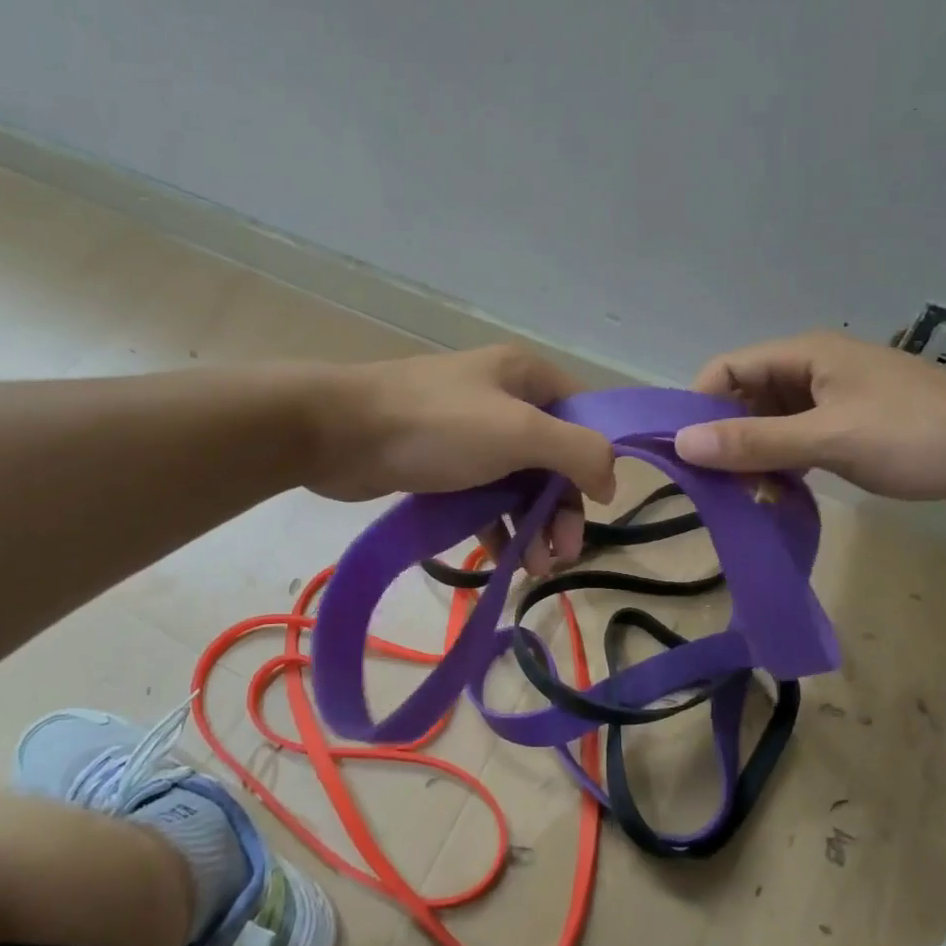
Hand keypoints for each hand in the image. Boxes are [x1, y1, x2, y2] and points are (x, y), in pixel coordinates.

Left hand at [303, 346, 617, 573]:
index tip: (599, 504)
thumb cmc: (437, 426)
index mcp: (526, 376)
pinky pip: (484, 495)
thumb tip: (610, 480)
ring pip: (519, 482)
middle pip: (554, 456)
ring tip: (537, 568)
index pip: (584, 414)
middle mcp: (503, 399)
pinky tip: (504, 560)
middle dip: (562, 507)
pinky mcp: (443, 463)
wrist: (336, 433)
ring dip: (533, 524)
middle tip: (564, 554)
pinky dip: (498, 525)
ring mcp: (471, 432)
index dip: (596, 459)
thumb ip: (578, 451)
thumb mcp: (519, 432)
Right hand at [675, 331, 945, 506]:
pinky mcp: (855, 427)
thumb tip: (682, 443)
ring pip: (772, 423)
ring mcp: (836, 400)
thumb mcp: (830, 438)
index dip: (698, 407)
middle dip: (725, 437)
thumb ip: (756, 441)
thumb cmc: (919, 434)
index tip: (683, 455)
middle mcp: (813, 371)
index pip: (726, 370)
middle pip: (745, 398)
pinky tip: (779, 494)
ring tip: (744, 497)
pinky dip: (783, 464)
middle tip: (714, 487)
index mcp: (804, 356)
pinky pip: (800, 441)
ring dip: (754, 456)